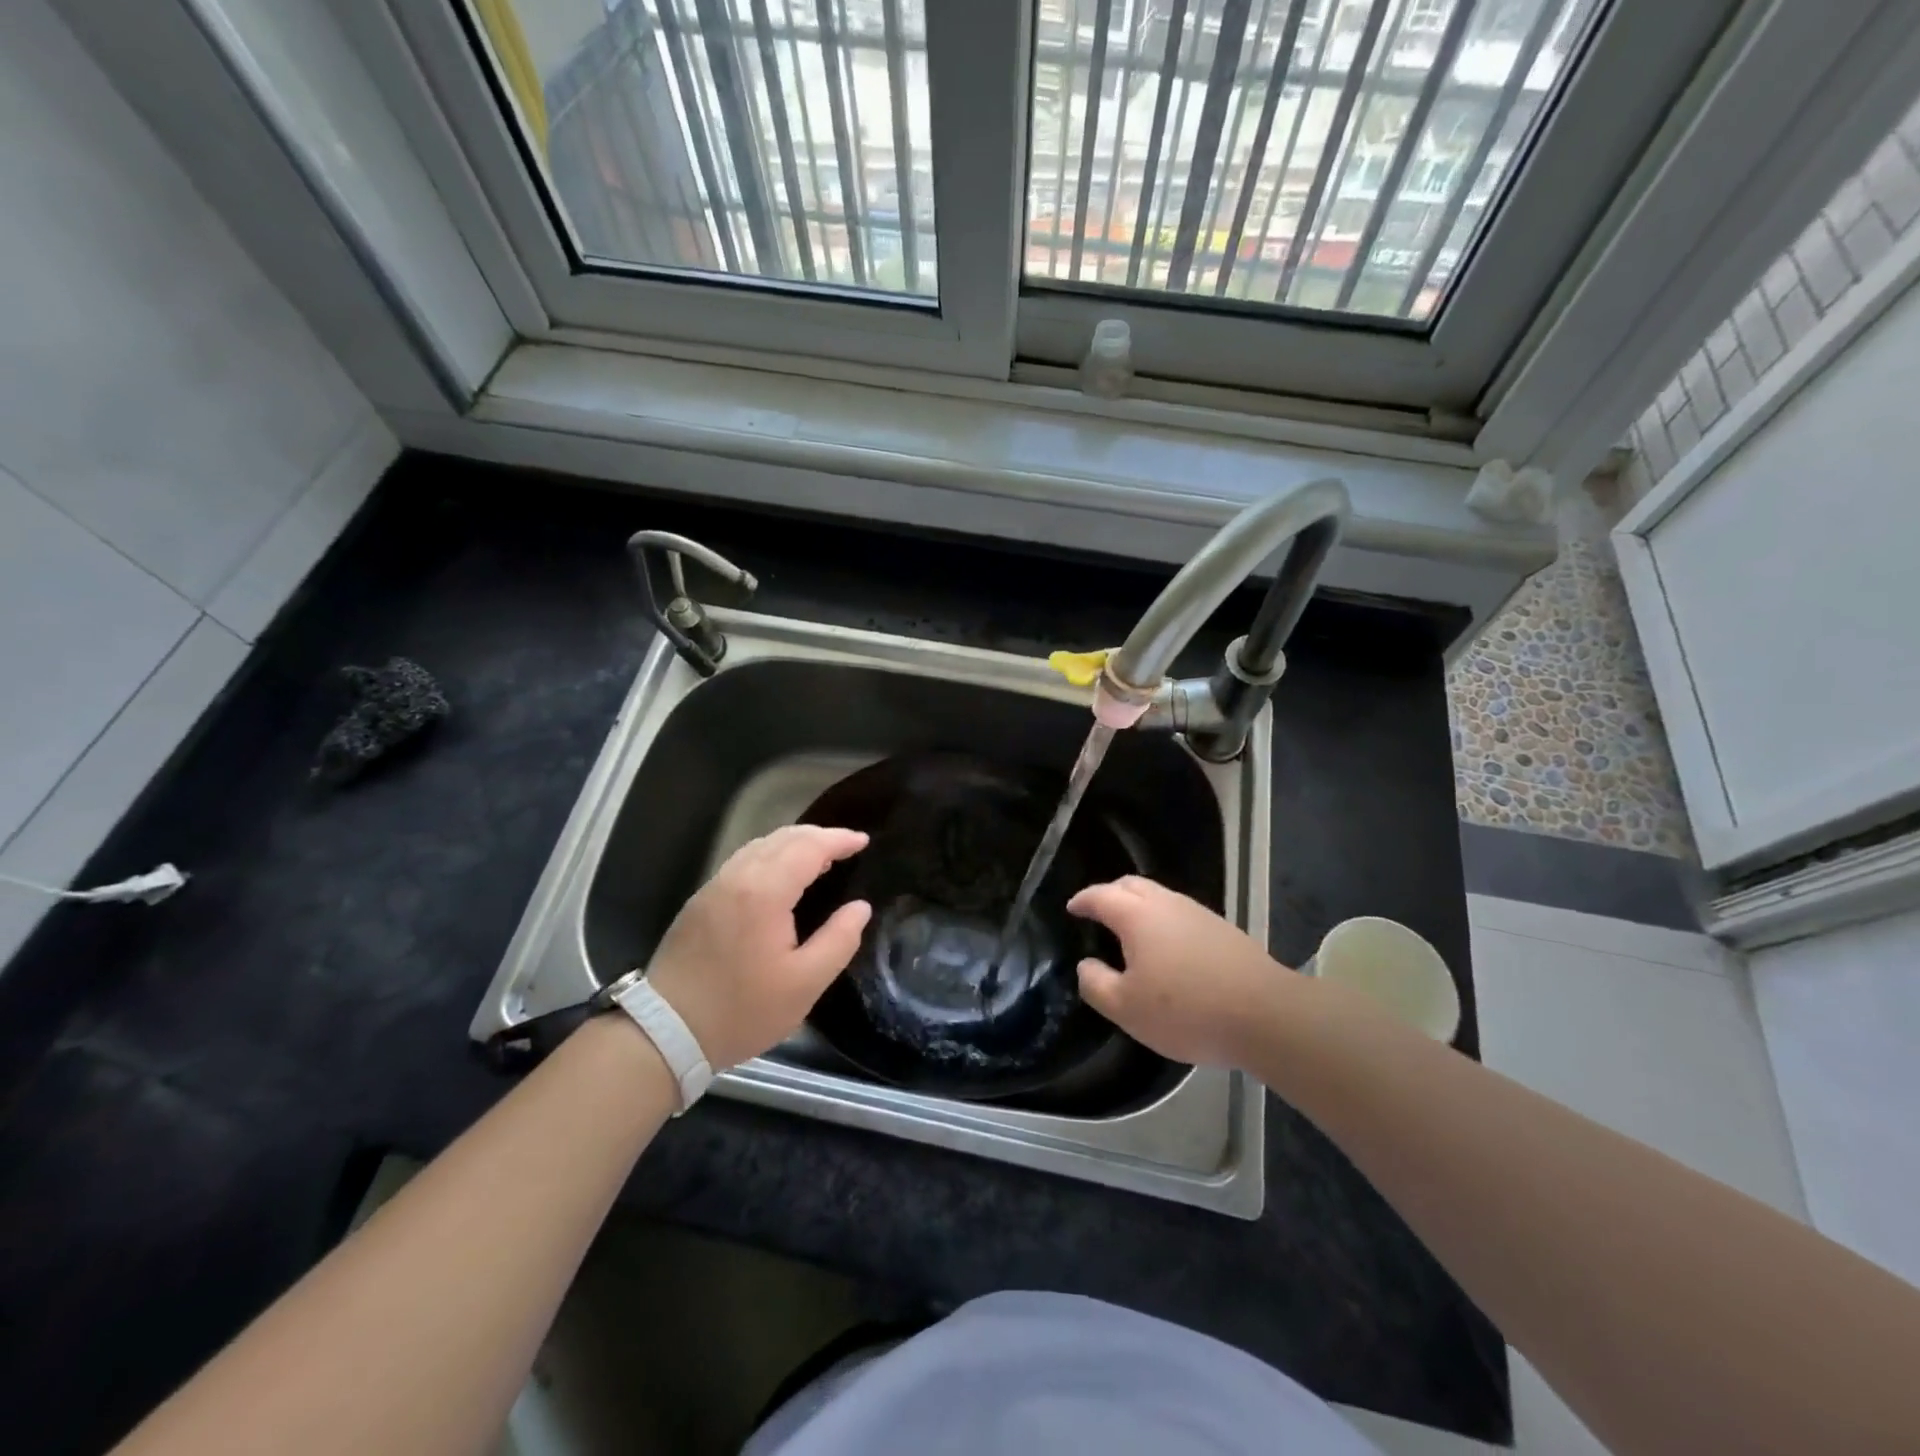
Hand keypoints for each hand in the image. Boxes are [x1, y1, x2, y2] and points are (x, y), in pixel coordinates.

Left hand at [646, 825, 871, 1068]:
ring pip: (759, 846)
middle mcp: (737, 877)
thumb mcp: (805, 984)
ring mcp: (714, 887)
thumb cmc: (742, 1010)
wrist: (665, 1032)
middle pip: (782, 838)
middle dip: (818, 836)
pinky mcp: (700, 901)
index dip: (839, 839)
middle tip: (847, 846)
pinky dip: (770, 856)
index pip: (809, 847)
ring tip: (819, 857)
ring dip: (793, 843)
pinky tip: (781, 875)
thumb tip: (860, 908)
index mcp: (764, 891)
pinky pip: (743, 861)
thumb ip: (839, 940)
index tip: (864, 840)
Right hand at [1066, 875, 1291, 1067]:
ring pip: (1160, 897)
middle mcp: (1167, 904)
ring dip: (1139, 906)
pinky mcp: (1223, 930)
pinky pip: (1181, 914)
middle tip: (1097, 913)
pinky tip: (1168, 949)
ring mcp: (1199, 913)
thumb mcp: (1127, 1008)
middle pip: (1132, 885)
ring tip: (1130, 932)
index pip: (1101, 895)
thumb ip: (1096, 984)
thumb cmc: (1186, 1010)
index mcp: (1137, 915)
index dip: (1083, 900)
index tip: (1071, 908)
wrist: (1265, 1015)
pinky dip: (1164, 921)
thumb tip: (1086, 965)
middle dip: (1110, 894)